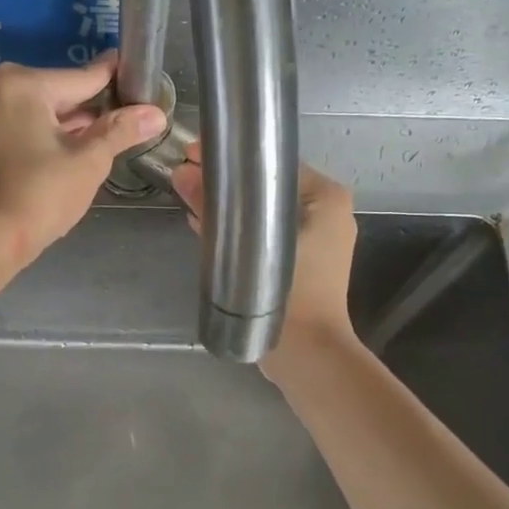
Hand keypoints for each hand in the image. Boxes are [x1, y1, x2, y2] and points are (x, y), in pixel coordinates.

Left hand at [0, 55, 166, 266]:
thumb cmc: (40, 194)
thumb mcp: (89, 162)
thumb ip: (120, 131)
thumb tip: (155, 114)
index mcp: (23, 85)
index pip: (81, 77)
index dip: (114, 79)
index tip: (135, 73)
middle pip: (57, 94)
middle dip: (91, 107)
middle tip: (128, 115)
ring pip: (38, 113)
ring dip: (68, 125)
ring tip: (106, 136)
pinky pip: (20, 129)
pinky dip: (45, 137)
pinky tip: (70, 152)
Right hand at [170, 143, 359, 365]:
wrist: (309, 354)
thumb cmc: (290, 295)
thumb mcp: (247, 246)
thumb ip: (214, 210)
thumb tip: (181, 174)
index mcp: (326, 196)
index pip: (272, 162)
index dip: (230, 156)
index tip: (193, 154)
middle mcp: (327, 211)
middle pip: (267, 185)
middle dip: (226, 181)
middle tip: (185, 174)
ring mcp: (317, 237)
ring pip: (264, 210)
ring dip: (230, 205)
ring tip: (189, 196)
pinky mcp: (302, 260)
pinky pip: (267, 233)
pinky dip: (240, 228)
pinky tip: (205, 224)